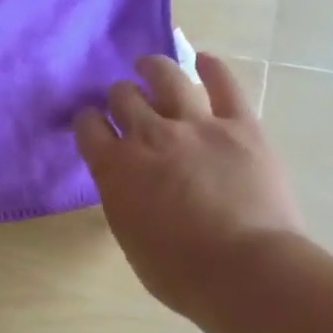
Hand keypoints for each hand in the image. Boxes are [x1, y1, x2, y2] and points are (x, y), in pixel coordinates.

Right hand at [75, 54, 302, 321]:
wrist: (245, 271)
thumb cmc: (179, 272)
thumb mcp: (129, 235)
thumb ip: (123, 197)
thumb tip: (129, 182)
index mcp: (114, 168)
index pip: (88, 127)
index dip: (87, 120)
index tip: (91, 122)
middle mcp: (148, 136)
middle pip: (123, 97)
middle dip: (118, 96)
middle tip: (123, 101)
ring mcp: (196, 125)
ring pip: (167, 78)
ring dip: (153, 68)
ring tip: (149, 65)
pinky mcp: (240, 124)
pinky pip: (224, 84)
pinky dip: (211, 67)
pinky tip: (203, 61)